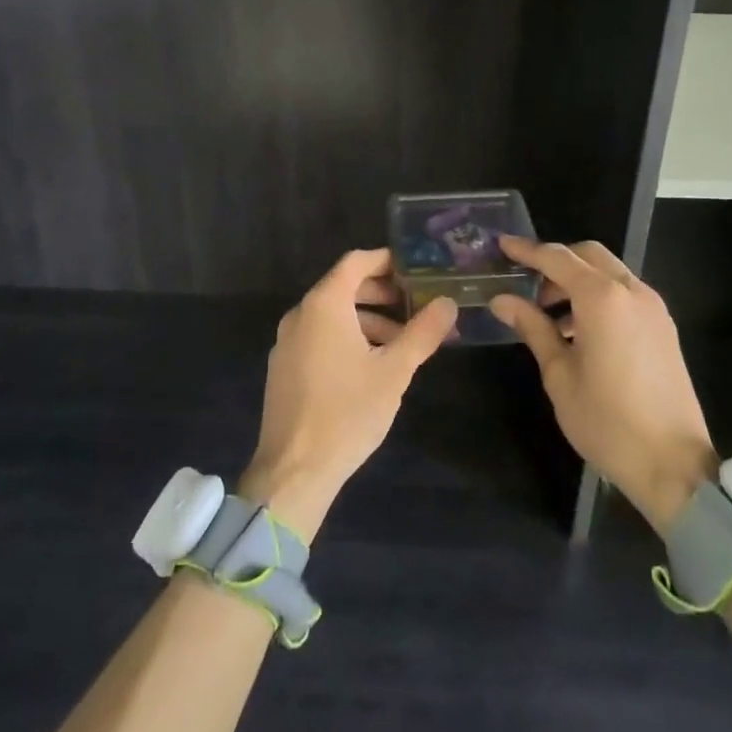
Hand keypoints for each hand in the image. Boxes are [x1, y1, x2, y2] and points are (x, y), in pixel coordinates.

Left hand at [239, 249, 457, 542]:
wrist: (294, 470)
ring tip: (401, 343)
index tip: (415, 269)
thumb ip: (423, 332)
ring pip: (332, 314)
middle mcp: (301, 313)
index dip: (386, 260)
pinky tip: (370, 366)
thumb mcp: (395, 371)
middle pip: (344, 286)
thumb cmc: (348, 412)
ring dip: (367, 319)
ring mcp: (287, 341)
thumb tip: (448, 302)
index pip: (356, 261)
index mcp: (324, 304)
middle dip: (381, 293)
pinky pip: (319, 336)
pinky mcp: (284, 366)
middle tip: (415, 306)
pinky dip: (346, 337)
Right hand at [490, 237, 717, 534]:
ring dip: (578, 280)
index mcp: (602, 299)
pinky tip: (580, 331)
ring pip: (609, 272)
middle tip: (527, 286)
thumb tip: (502, 300)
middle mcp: (631, 291)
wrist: (674, 466)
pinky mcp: (664, 327)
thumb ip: (532, 327)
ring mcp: (653, 308)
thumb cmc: (607, 421)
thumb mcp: (559, 375)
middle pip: (587, 255)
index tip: (502, 245)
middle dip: (555, 262)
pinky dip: (599, 297)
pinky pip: (625, 294)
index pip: (557, 258)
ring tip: (549, 316)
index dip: (526, 250)